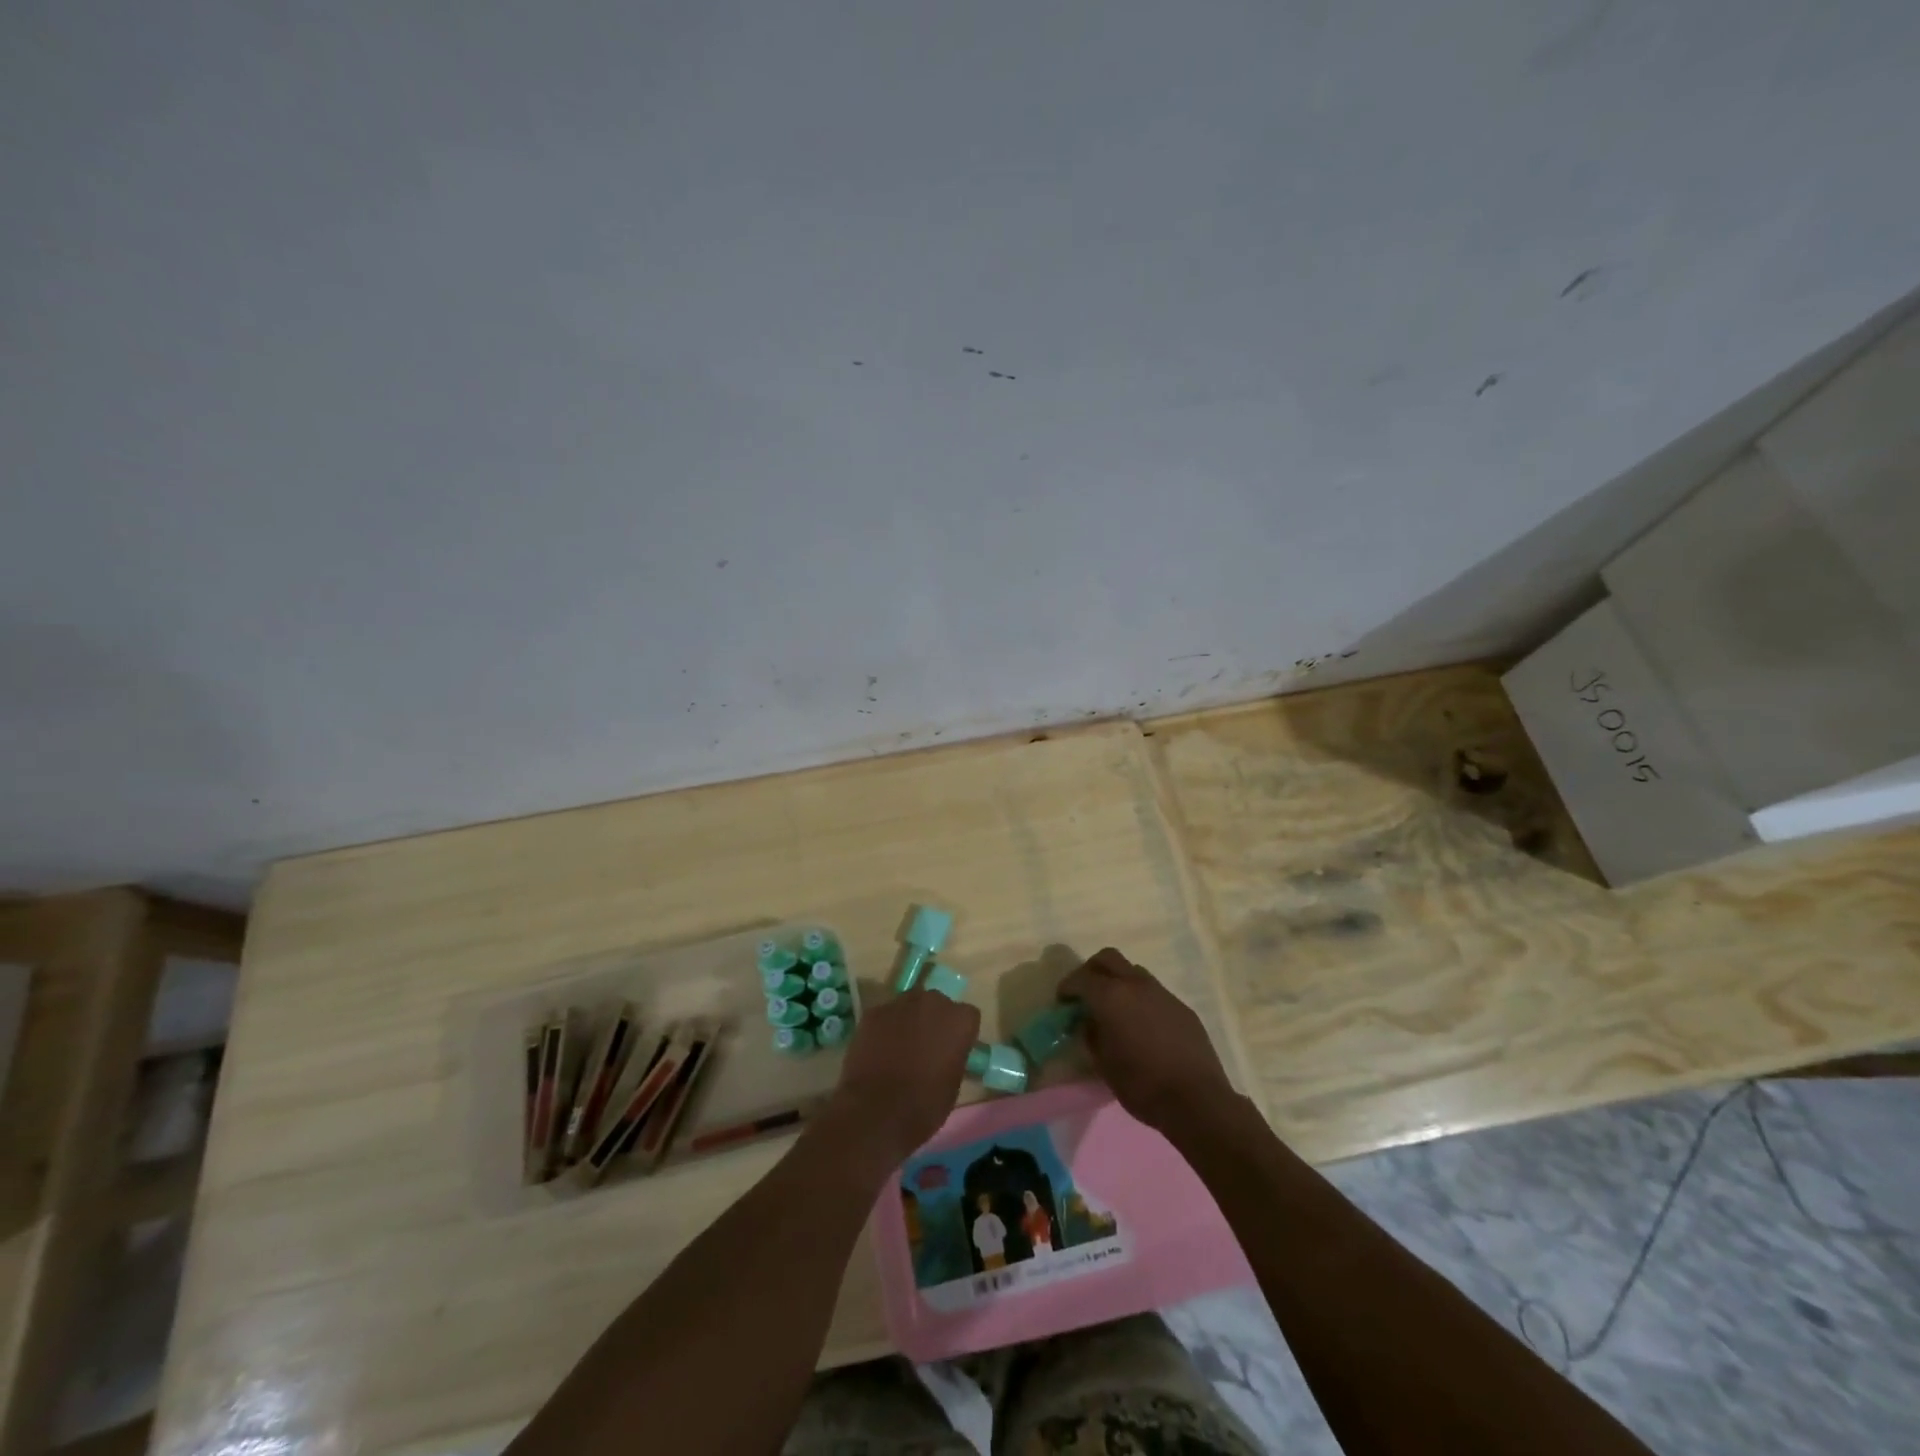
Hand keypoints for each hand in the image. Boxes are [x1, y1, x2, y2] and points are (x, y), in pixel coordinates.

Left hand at [830, 989, 980, 1163]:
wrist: (876, 1113)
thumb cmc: (924, 1105)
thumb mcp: (953, 1083)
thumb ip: (953, 1056)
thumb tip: (945, 1052)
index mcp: (959, 1020)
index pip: (967, 1016)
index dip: (959, 1033)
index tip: (952, 1050)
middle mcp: (932, 1002)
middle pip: (936, 1004)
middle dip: (933, 1020)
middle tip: (926, 1046)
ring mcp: (899, 1004)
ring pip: (909, 1005)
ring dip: (908, 1020)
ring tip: (899, 1048)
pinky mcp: (872, 1013)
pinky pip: (885, 1016)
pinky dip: (884, 1028)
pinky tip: (878, 1051)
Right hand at [1059, 947, 1234, 1133]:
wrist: (1197, 1100)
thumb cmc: (1142, 1085)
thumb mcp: (1104, 1064)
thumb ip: (1092, 1035)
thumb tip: (1090, 1022)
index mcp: (1111, 996)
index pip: (1081, 978)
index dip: (1067, 987)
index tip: (1062, 1001)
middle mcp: (1136, 985)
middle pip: (1108, 958)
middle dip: (1092, 971)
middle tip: (1085, 993)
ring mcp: (1162, 993)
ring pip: (1133, 972)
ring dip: (1119, 982)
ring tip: (1115, 1009)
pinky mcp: (1181, 1007)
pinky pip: (1154, 992)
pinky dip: (1140, 999)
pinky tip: (1142, 1025)